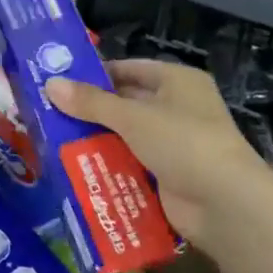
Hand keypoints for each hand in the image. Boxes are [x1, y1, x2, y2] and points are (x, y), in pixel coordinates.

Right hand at [45, 59, 270, 254]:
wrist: (225, 204)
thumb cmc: (183, 142)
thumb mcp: (132, 117)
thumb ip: (90, 102)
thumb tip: (50, 84)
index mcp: (176, 81)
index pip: (129, 69)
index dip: (95, 73)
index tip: (59, 81)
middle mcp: (177, 107)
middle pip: (125, 103)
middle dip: (90, 109)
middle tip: (46, 112)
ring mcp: (173, 143)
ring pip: (125, 135)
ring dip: (96, 139)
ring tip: (51, 139)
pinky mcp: (167, 174)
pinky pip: (131, 163)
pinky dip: (108, 165)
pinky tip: (74, 167)